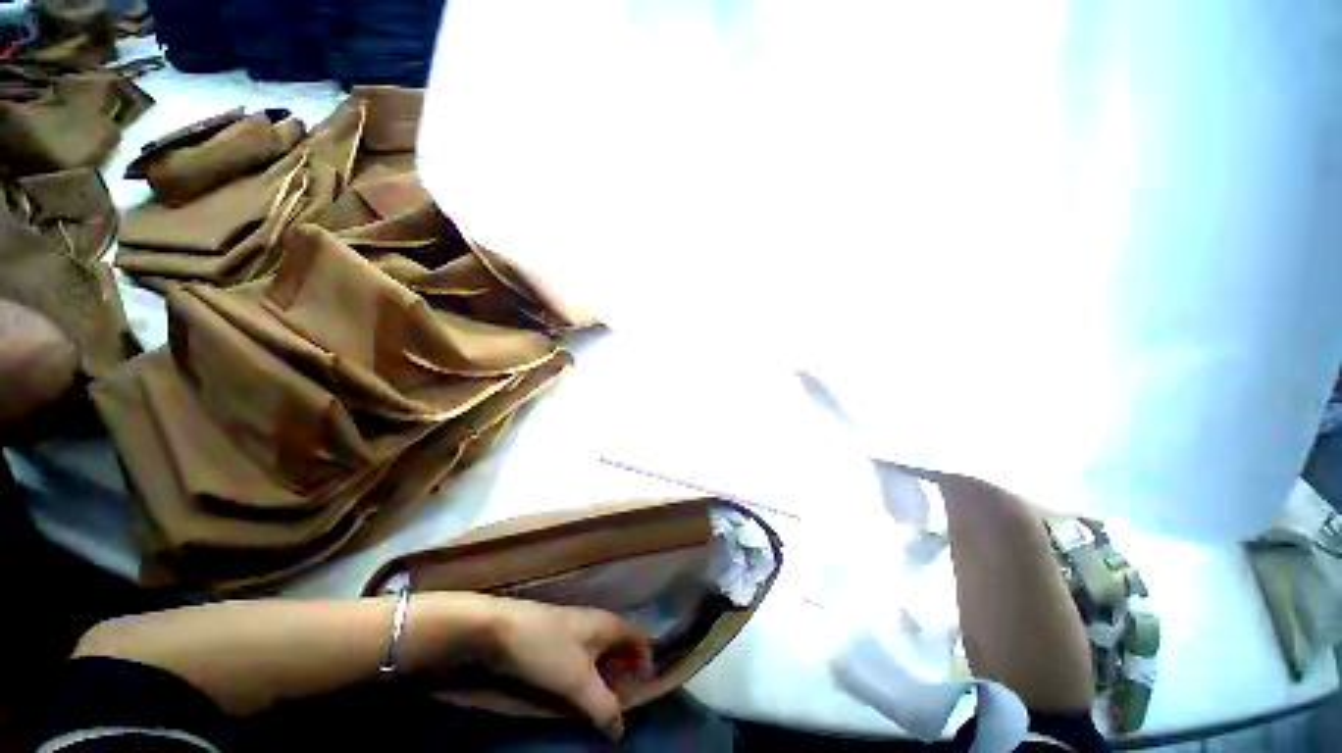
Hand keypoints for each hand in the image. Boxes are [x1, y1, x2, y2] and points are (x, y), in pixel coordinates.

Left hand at [426, 594, 653, 739]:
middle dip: (626, 670)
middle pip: (621, 643)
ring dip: (606, 673)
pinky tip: (578, 687)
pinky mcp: (558, 635)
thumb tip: (622, 730)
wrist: (502, 629)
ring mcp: (576, 626)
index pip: (638, 637)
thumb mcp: (578, 682)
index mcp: (608, 624)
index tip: (645, 687)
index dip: (646, 660)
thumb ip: (603, 706)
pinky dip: (589, 671)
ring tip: (603, 699)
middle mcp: (596, 620)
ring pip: (601, 649)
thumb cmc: (547, 650)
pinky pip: (584, 653)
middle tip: (625, 699)